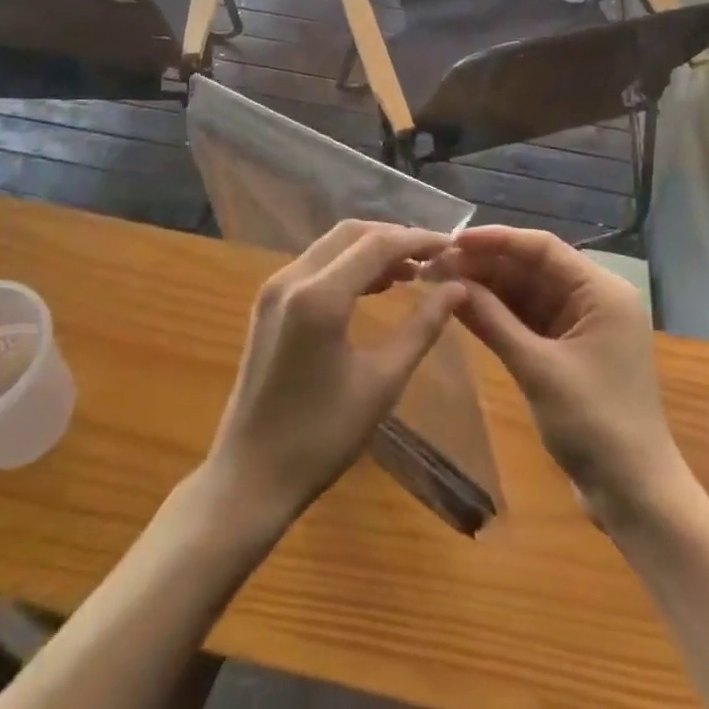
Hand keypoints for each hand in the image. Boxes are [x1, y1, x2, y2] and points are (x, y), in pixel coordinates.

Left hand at [205, 219, 465, 530]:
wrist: (250, 475)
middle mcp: (292, 277)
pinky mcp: (269, 301)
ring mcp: (275, 287)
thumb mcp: (382, 382)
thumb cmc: (322, 436)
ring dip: (372, 248)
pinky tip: (376, 286)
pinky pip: (317, 263)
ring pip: (333, 244)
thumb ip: (422, 327)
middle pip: (352, 233)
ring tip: (413, 271)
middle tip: (434, 257)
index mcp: (319, 296)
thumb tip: (458, 289)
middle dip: (395, 238)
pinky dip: (349, 264)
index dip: (418, 240)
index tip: (452, 246)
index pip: (377, 244)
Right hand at [446, 226, 686, 527]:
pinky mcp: (566, 350)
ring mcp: (579, 325)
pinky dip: (496, 314)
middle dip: (485, 264)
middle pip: (531, 267)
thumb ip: (494, 320)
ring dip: (485, 287)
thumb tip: (451, 281)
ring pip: (525, 292)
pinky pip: (526, 319)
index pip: (543, 248)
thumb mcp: (539, 369)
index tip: (452, 240)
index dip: (496, 239)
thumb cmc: (595, 425)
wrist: (635, 498)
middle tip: (436, 264)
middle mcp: (592, 299)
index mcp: (601, 291)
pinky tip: (459, 306)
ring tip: (438, 280)